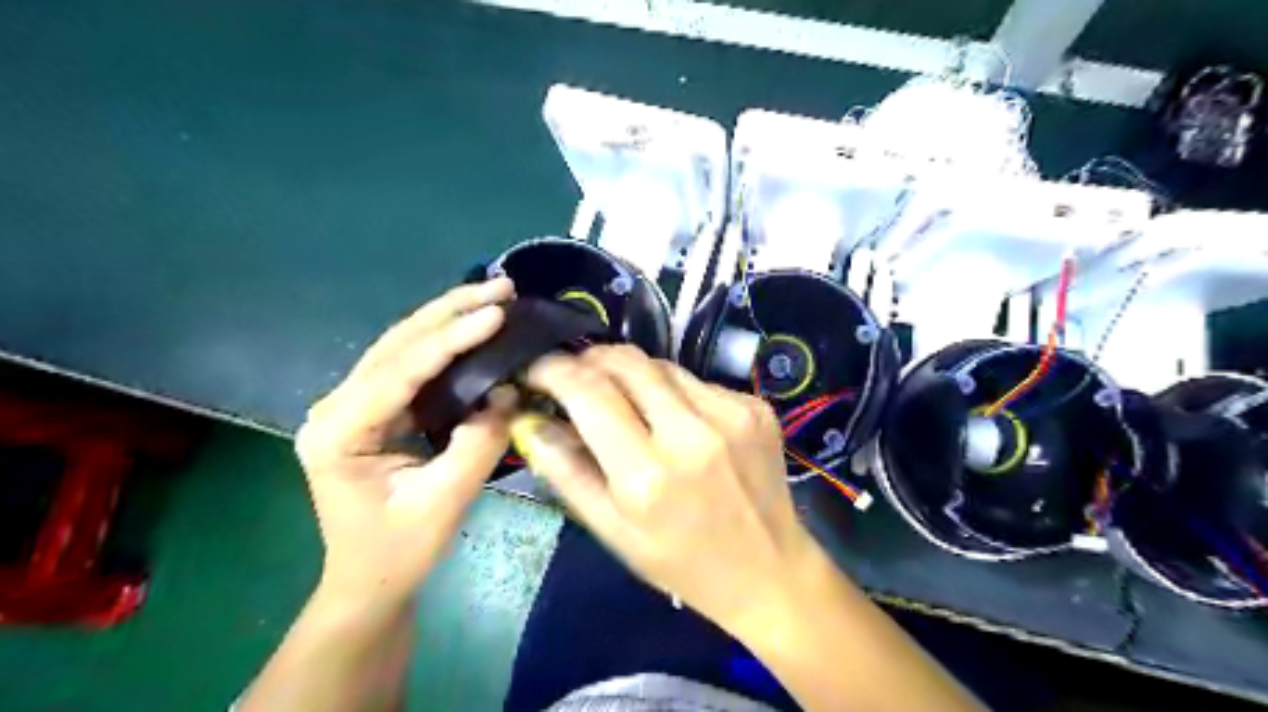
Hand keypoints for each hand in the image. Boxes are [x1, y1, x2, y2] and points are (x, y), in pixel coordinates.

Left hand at [291, 279, 513, 606]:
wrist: (369, 580)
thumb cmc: (399, 550)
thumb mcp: (444, 500)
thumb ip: (478, 442)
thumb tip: (506, 393)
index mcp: (339, 431)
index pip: (401, 370)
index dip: (452, 337)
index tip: (498, 313)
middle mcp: (336, 406)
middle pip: (397, 342)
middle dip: (451, 310)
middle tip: (502, 287)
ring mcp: (351, 405)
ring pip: (401, 345)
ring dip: (447, 317)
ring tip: (492, 295)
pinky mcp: (372, 409)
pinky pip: (410, 363)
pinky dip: (444, 340)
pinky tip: (471, 324)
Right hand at [518, 344, 821, 629]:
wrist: (769, 570)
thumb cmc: (681, 562)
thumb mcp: (613, 531)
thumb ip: (565, 471)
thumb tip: (528, 419)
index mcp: (646, 475)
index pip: (588, 392)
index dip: (553, 370)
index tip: (536, 369)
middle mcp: (690, 433)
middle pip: (625, 361)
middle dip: (589, 359)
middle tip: (575, 376)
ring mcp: (731, 413)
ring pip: (661, 365)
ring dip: (631, 374)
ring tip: (624, 401)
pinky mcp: (755, 406)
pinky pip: (696, 381)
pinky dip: (672, 391)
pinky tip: (675, 420)